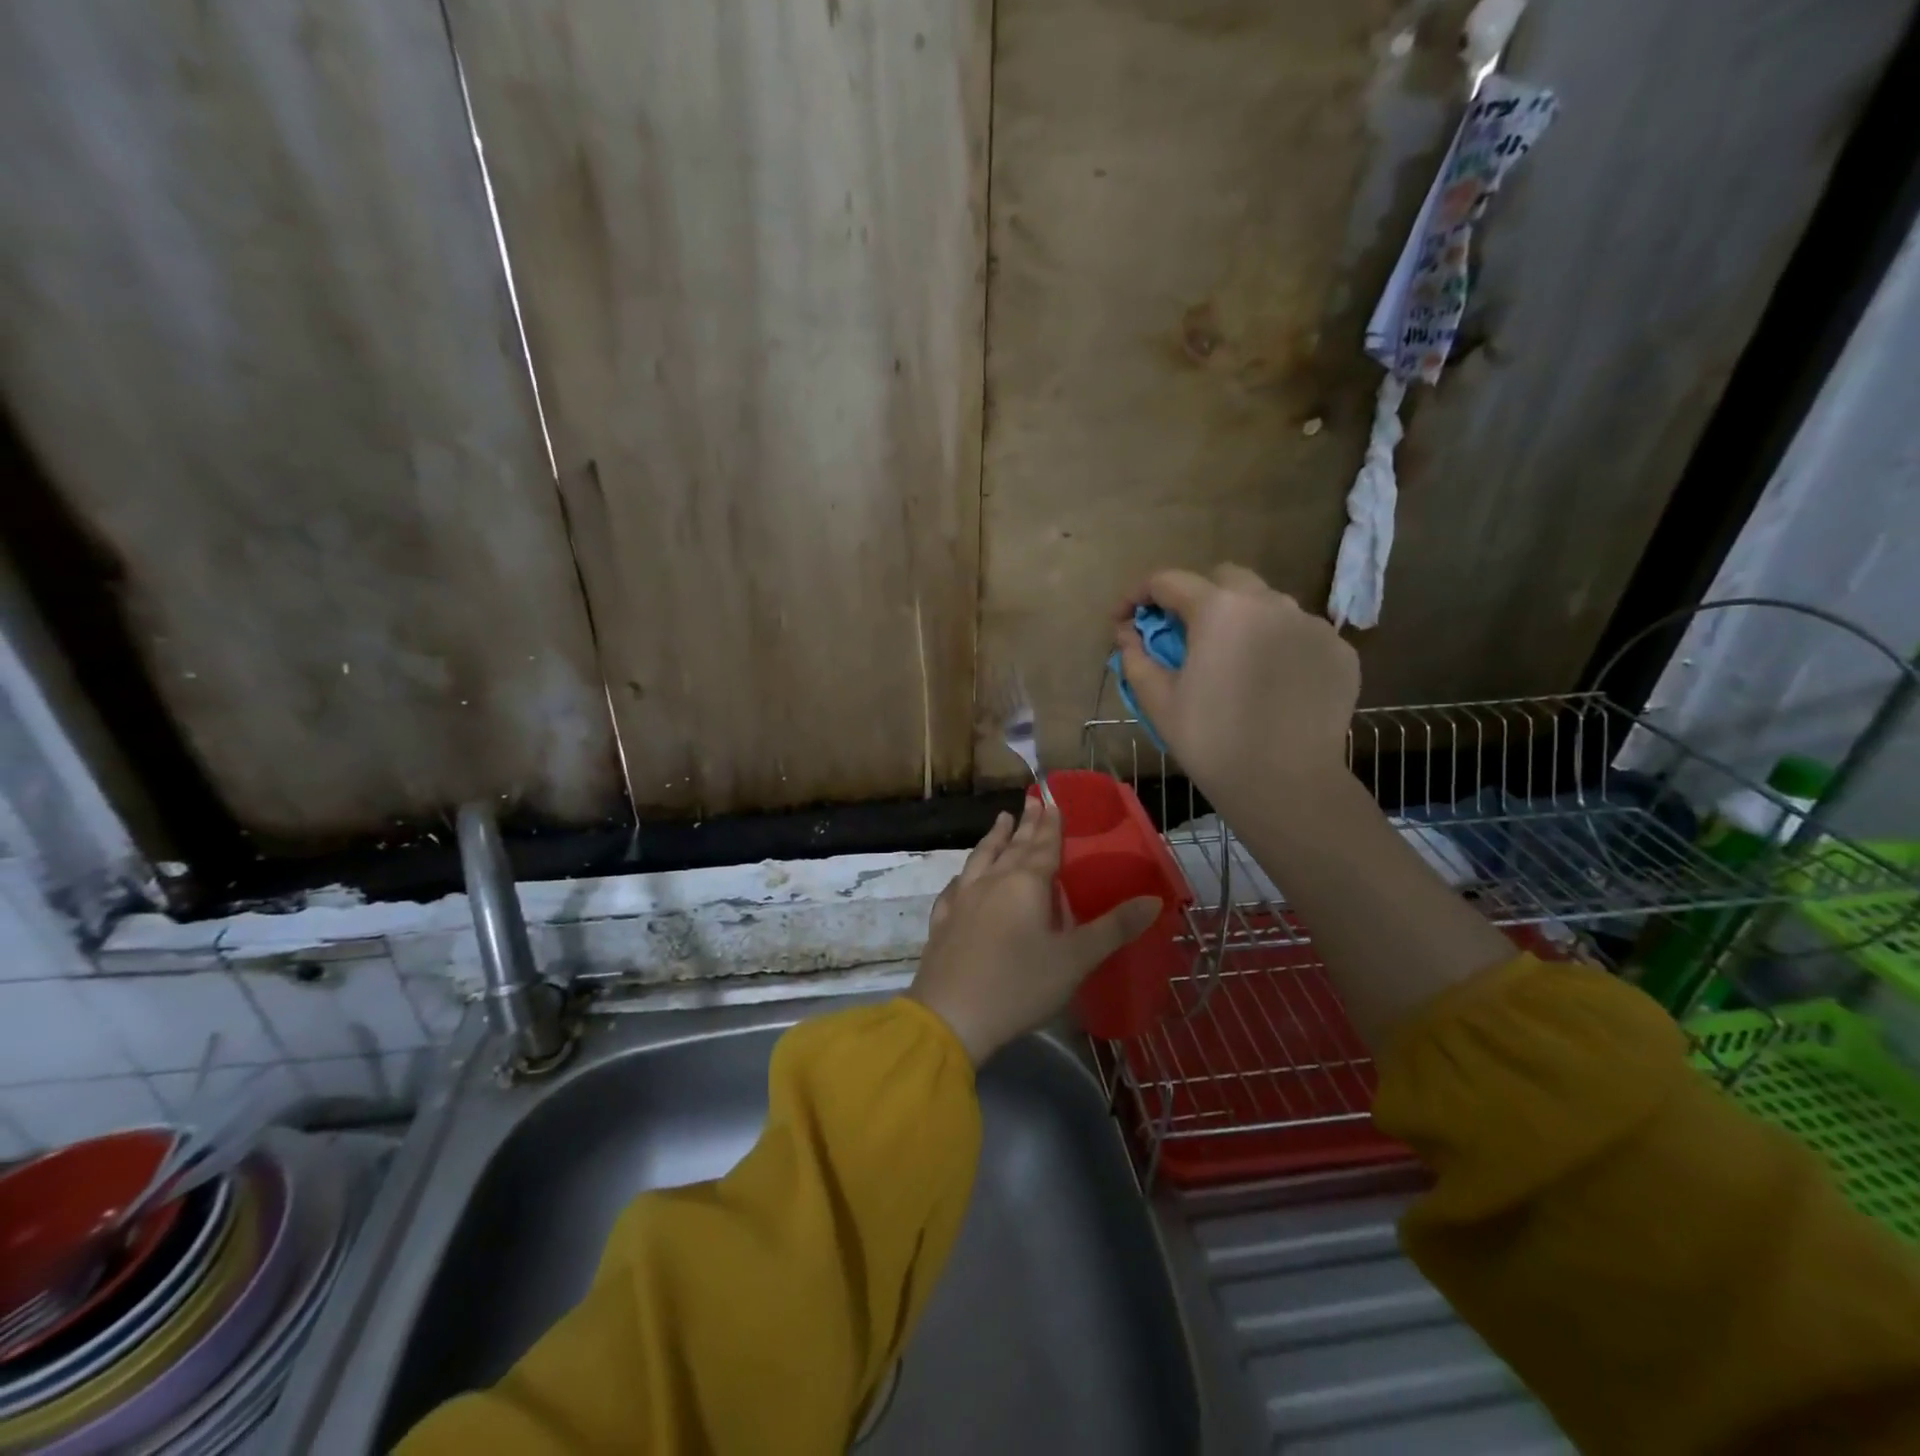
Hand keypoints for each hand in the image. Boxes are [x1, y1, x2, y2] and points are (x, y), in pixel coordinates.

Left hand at [908, 796, 1161, 1063]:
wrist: (951, 1015)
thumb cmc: (1020, 984)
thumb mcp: (1076, 959)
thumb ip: (1114, 928)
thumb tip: (1154, 900)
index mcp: (1026, 884)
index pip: (1043, 846)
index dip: (1051, 825)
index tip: (1052, 801)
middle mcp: (993, 882)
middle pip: (1012, 846)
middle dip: (1025, 824)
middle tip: (1031, 801)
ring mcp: (963, 900)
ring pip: (981, 859)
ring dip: (993, 838)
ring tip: (1000, 821)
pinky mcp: (943, 922)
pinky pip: (955, 889)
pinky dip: (964, 877)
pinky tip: (962, 879)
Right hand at [1115, 564, 1357, 810]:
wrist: (1285, 784)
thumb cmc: (1211, 741)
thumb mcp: (1159, 701)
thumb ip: (1136, 657)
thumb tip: (1126, 633)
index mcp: (1219, 609)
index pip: (1169, 581)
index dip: (1138, 596)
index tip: (1124, 620)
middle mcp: (1270, 602)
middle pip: (1224, 579)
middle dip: (1196, 597)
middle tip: (1182, 634)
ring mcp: (1311, 624)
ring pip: (1267, 604)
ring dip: (1241, 620)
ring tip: (1230, 660)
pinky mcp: (1339, 651)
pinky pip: (1299, 634)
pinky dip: (1276, 646)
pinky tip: (1268, 682)